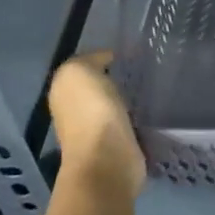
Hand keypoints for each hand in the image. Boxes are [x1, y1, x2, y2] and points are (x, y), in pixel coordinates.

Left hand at [48, 51, 145, 196]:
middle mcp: (75, 111)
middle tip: (143, 70)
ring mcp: (96, 131)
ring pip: (114, 106)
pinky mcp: (118, 146)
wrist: (107, 159)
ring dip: (128, 99)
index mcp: (63, 91)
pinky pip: (129, 123)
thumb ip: (90, 60)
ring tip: (149, 88)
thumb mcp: (80, 70)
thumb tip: (106, 61)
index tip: (129, 55)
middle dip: (117, 80)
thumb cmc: (92, 111)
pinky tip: (151, 110)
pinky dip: (138, 117)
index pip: (83, 68)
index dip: (103, 58)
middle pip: (98, 88)